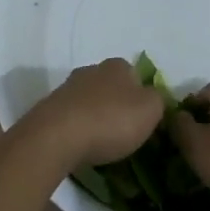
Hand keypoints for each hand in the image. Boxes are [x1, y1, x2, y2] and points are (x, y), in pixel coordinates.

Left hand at [16, 58, 165, 174]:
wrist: (58, 135)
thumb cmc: (110, 120)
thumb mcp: (150, 110)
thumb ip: (158, 100)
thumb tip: (153, 98)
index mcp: (118, 65)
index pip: (136, 75)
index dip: (142, 97)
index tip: (143, 121)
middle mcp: (93, 69)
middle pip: (112, 86)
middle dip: (118, 105)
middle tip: (124, 133)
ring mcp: (69, 87)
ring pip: (91, 100)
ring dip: (97, 116)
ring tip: (102, 143)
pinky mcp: (52, 107)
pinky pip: (73, 116)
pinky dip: (79, 127)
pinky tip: (82, 145)